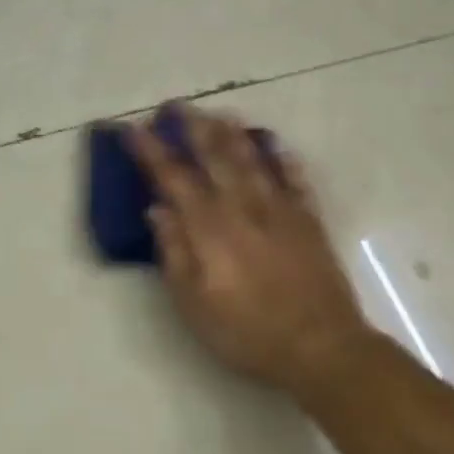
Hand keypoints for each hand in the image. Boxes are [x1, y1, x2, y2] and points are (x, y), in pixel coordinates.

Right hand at [129, 106, 377, 398]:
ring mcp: (280, 211)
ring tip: (219, 113)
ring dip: (233, 134)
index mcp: (209, 228)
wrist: (320, 347)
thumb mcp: (193, 304)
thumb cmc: (246, 332)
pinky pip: (295, 179)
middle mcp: (243, 208)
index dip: (151, 152)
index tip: (133, 130)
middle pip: (215, 157)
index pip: (173, 179)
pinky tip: (275, 144)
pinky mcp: (309, 221)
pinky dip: (283, 158)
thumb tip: (157, 209)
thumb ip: (174, 252)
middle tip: (177, 105)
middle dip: (192, 128)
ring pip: (253, 160)